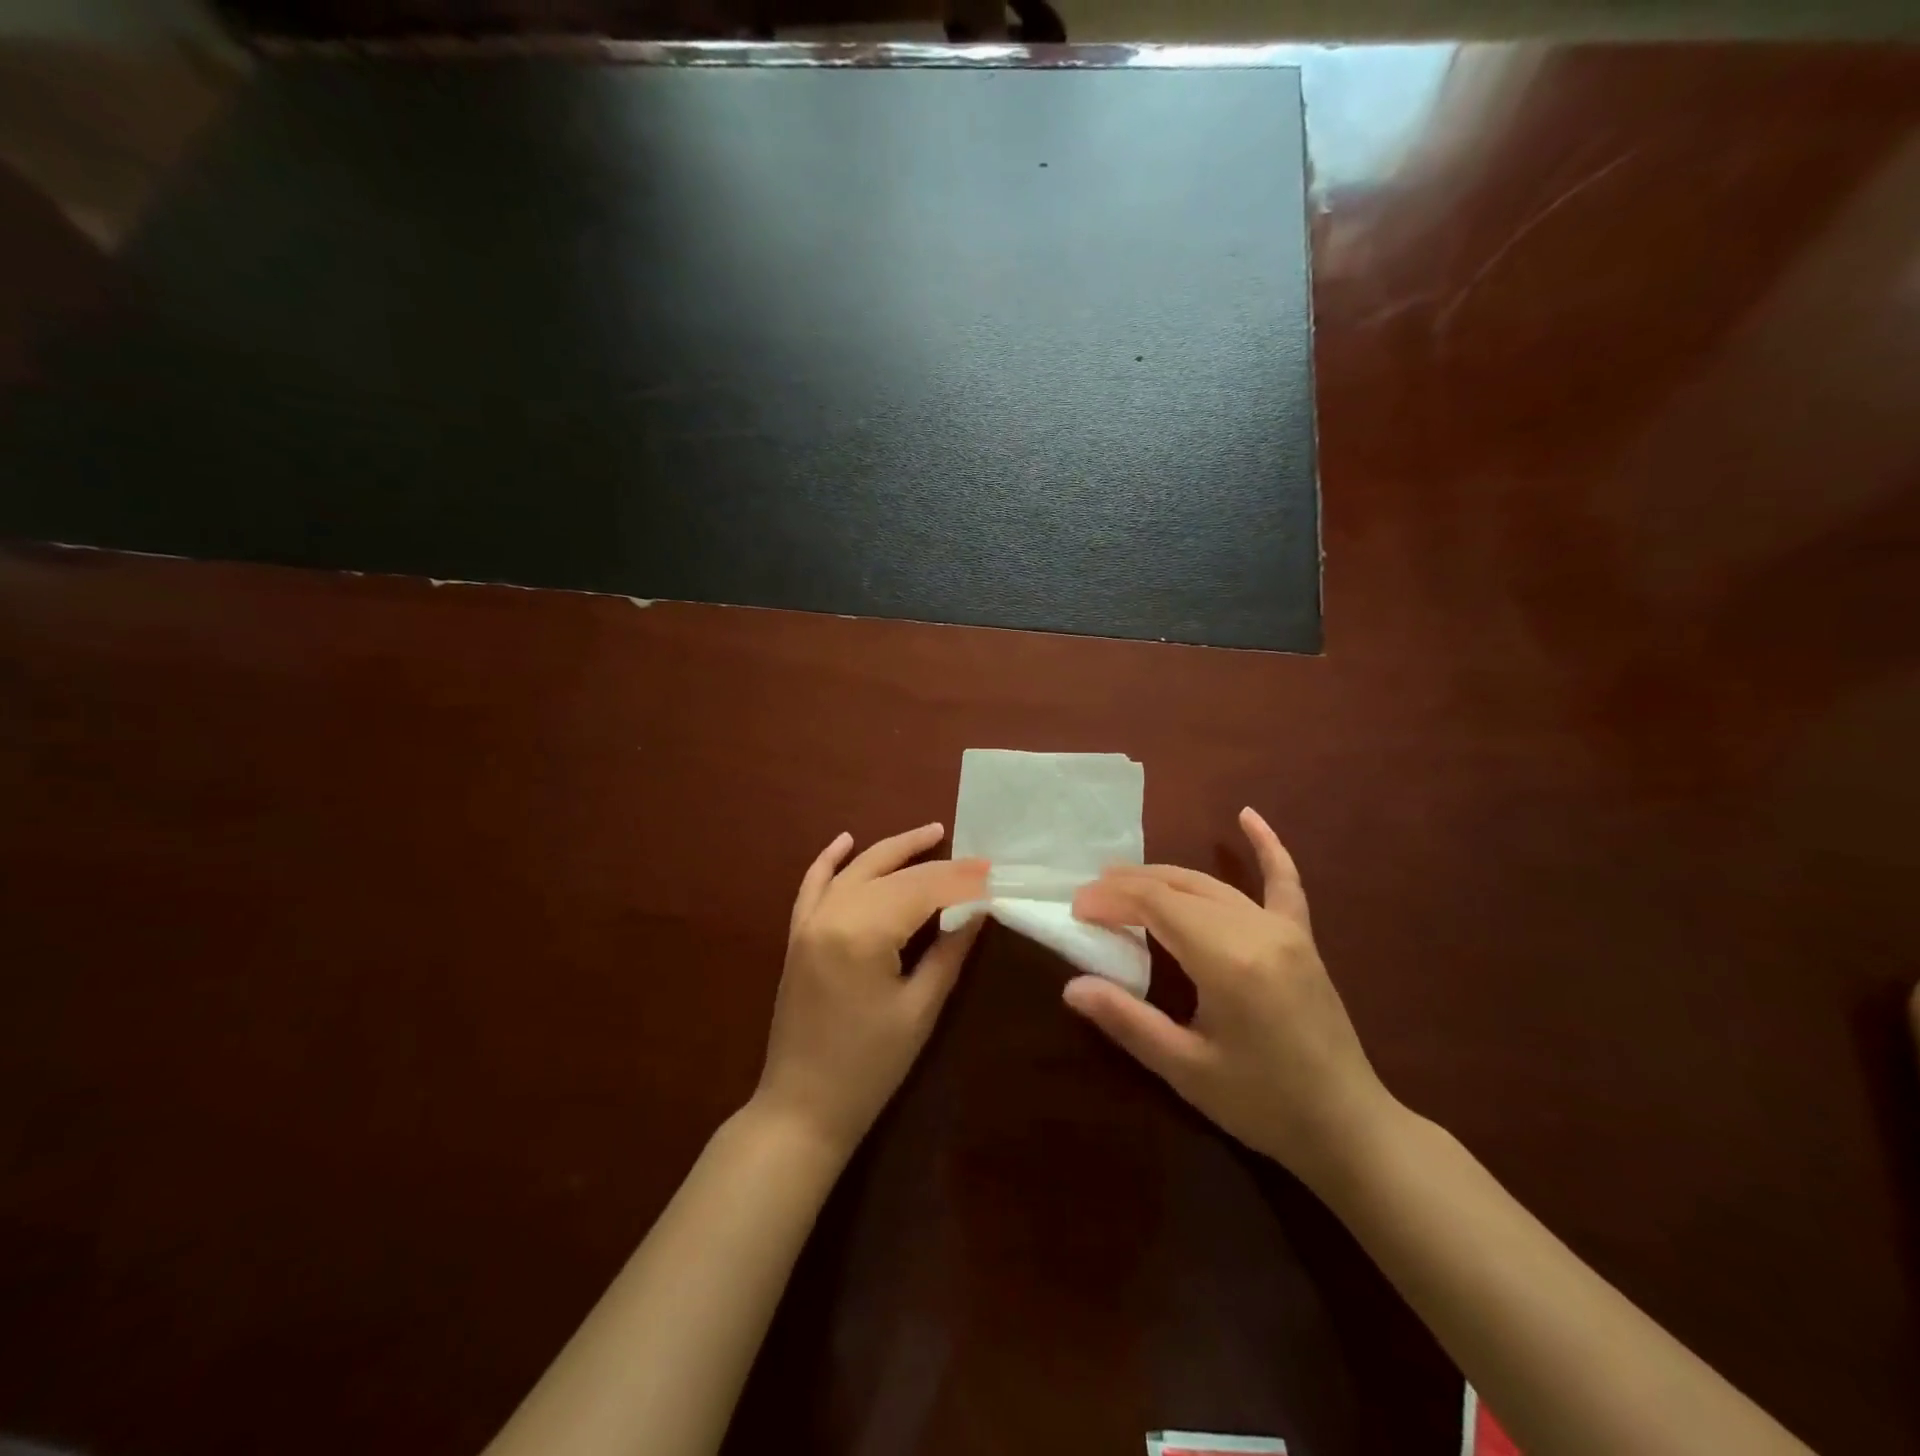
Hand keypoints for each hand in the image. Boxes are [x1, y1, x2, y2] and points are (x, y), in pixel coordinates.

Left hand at [754, 824, 987, 1158]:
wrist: (801, 1107)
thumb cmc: (869, 1066)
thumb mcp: (919, 1009)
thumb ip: (949, 952)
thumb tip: (978, 911)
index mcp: (864, 932)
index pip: (924, 889)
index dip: (962, 880)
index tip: (995, 874)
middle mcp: (833, 913)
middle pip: (893, 873)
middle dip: (937, 864)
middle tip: (976, 860)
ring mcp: (810, 921)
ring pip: (857, 869)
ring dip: (893, 849)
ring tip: (930, 832)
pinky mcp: (798, 934)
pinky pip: (812, 885)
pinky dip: (829, 859)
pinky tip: (846, 840)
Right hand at [1067, 808, 1397, 1187]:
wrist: (1348, 1127)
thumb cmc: (1262, 1104)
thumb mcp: (1186, 1069)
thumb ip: (1127, 1021)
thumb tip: (1071, 987)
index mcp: (1228, 960)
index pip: (1156, 905)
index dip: (1112, 899)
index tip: (1077, 908)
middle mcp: (1256, 930)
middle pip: (1179, 886)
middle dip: (1129, 885)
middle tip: (1090, 896)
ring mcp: (1284, 929)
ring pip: (1212, 884)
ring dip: (1165, 876)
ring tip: (1123, 878)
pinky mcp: (1302, 937)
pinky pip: (1284, 882)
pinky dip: (1267, 848)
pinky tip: (1247, 816)